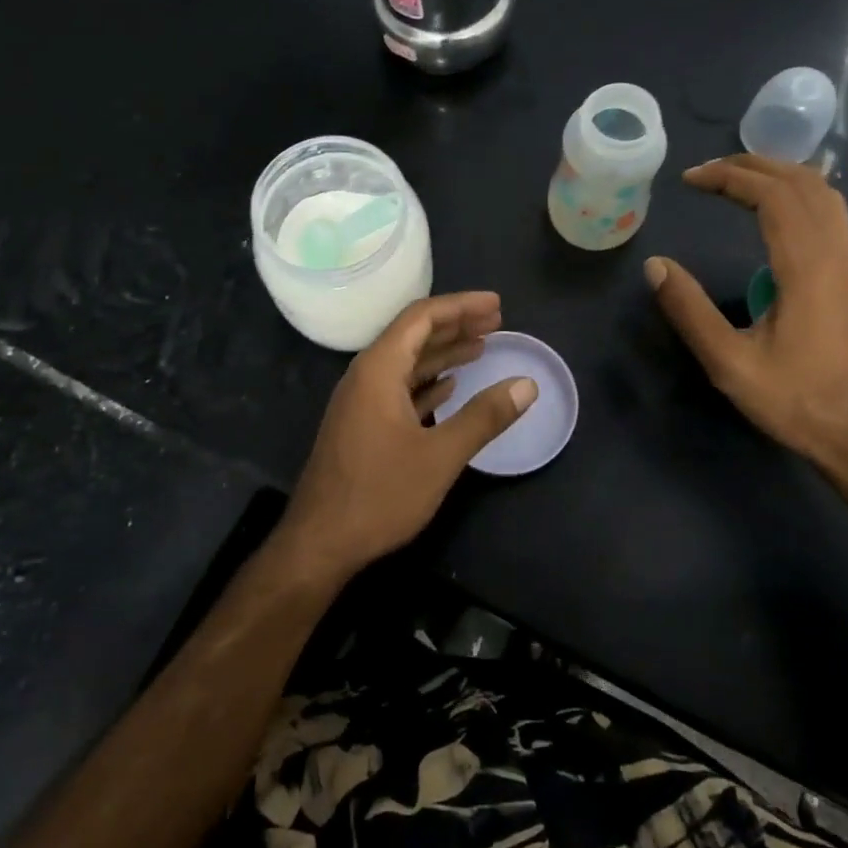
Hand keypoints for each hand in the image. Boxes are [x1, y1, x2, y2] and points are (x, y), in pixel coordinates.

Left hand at [280, 293, 536, 581]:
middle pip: (413, 335)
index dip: (461, 306)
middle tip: (497, 321)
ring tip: (482, 347)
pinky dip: (428, 382)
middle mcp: (366, 376)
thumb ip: (484, 417)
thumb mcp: (440, 456)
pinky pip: (399, 388)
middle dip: (456, 325)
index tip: (497, 305)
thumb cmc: (379, 494)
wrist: (320, 542)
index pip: (421, 317)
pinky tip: (451, 386)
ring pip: (407, 363)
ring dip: (443, 353)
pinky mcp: (362, 425)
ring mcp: (361, 402)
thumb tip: (527, 385)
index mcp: (379, 370)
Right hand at [644, 155, 847, 474]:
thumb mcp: (730, 364)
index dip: (731, 177)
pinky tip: (776, 213)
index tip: (690, 179)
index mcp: (808, 269)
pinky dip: (799, 196)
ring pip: (825, 196)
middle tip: (708, 172)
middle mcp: (837, 255)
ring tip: (737, 181)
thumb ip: (690, 311)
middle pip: (804, 184)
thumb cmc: (796, 401)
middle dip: (754, 166)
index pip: (774, 196)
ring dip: (781, 176)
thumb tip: (655, 265)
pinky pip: (832, 216)